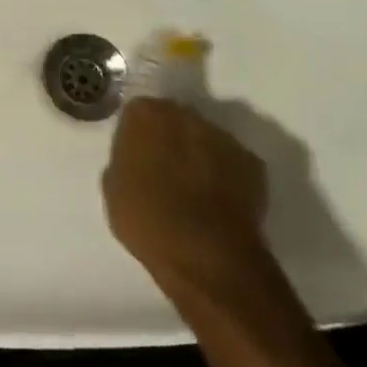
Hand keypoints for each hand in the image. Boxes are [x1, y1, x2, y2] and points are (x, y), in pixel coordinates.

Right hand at [103, 97, 272, 312]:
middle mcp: (185, 114)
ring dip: (199, 156)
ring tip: (195, 191)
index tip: (136, 158)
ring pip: (205, 139)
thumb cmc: (147, 220)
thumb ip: (124, 161)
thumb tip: (136, 160)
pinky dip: (226, 176)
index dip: (137, 136)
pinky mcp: (253, 162)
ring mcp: (223, 136)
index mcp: (145, 114)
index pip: (137, 112)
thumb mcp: (114, 190)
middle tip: (165, 172)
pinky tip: (219, 204)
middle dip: (170, 139)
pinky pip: (232, 163)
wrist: (205, 254)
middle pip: (174, 119)